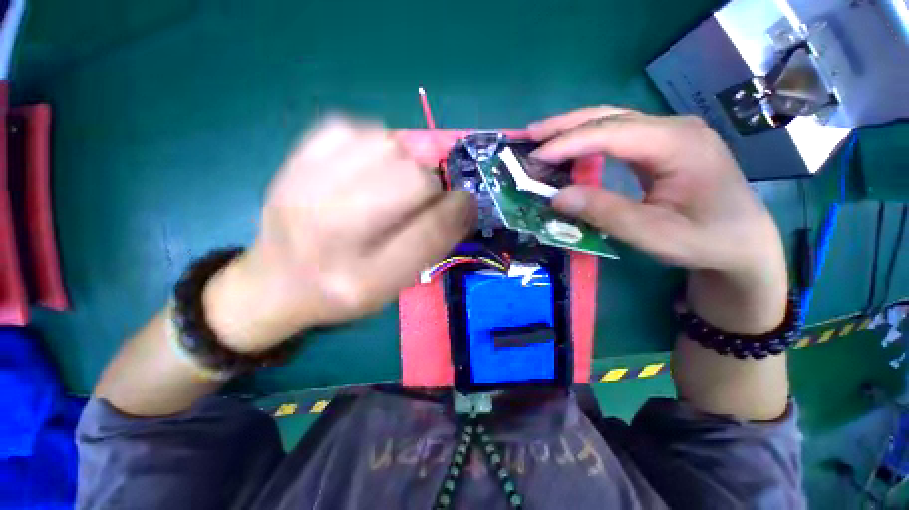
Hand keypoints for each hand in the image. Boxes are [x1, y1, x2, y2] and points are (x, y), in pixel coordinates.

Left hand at [205, 117, 475, 351]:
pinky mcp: (291, 163)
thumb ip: (430, 247)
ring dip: (402, 162)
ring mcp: (305, 190)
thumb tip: (459, 204)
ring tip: (390, 182)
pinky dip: (369, 143)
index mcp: (365, 278)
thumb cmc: (343, 291)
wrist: (275, 283)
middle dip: (430, 186)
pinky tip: (364, 168)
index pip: (430, 230)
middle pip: (412, 179)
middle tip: (421, 198)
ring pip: (386, 145)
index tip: (466, 202)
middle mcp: (333, 233)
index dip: (459, 209)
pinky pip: (350, 128)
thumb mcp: (393, 287)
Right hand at [528, 107, 787, 331]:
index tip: (535, 158)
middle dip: (565, 125)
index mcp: (677, 144)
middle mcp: (673, 128)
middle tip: (530, 135)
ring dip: (573, 128)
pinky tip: (570, 149)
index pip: (611, 133)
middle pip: (610, 115)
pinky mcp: (661, 145)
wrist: (742, 242)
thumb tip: (557, 197)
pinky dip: (587, 141)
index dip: (569, 144)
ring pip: (611, 120)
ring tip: (541, 138)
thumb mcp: (653, 234)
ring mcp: (669, 134)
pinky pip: (618, 135)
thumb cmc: (704, 240)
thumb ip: (605, 213)